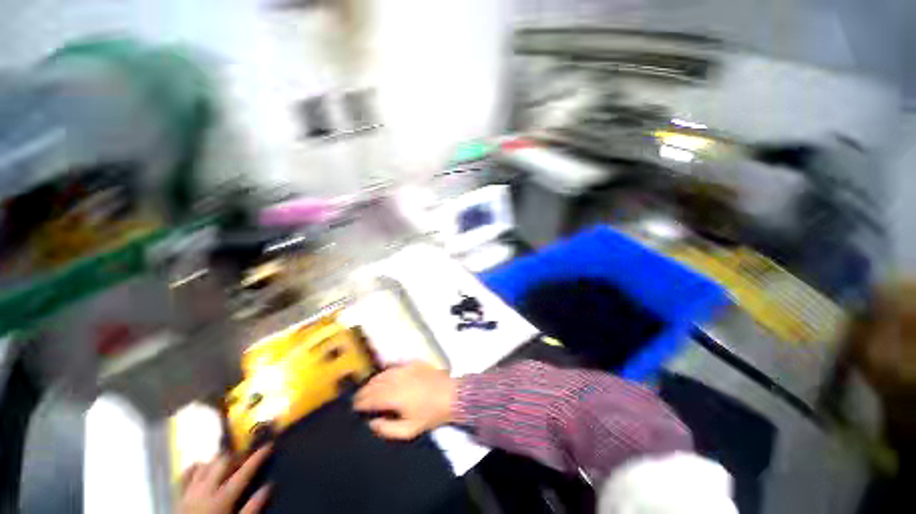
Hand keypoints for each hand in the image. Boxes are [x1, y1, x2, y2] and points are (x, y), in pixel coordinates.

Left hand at [178, 445, 271, 513]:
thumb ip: (252, 508)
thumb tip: (268, 487)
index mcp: (222, 498)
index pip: (244, 472)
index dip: (257, 457)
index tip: (268, 445)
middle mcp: (206, 490)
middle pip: (223, 461)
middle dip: (236, 457)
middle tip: (245, 460)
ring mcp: (190, 491)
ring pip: (206, 464)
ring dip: (218, 461)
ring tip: (227, 464)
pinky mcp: (179, 495)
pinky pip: (186, 474)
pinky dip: (196, 468)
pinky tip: (203, 468)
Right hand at [353, 361, 455, 439]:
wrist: (452, 395)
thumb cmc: (430, 415)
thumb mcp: (409, 430)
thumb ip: (387, 429)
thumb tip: (371, 423)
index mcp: (394, 396)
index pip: (370, 399)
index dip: (360, 403)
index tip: (353, 407)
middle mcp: (396, 380)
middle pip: (374, 384)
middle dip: (364, 392)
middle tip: (358, 399)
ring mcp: (405, 369)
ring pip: (383, 373)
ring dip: (373, 381)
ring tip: (368, 388)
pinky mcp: (413, 363)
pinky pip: (395, 365)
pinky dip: (386, 371)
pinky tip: (384, 375)